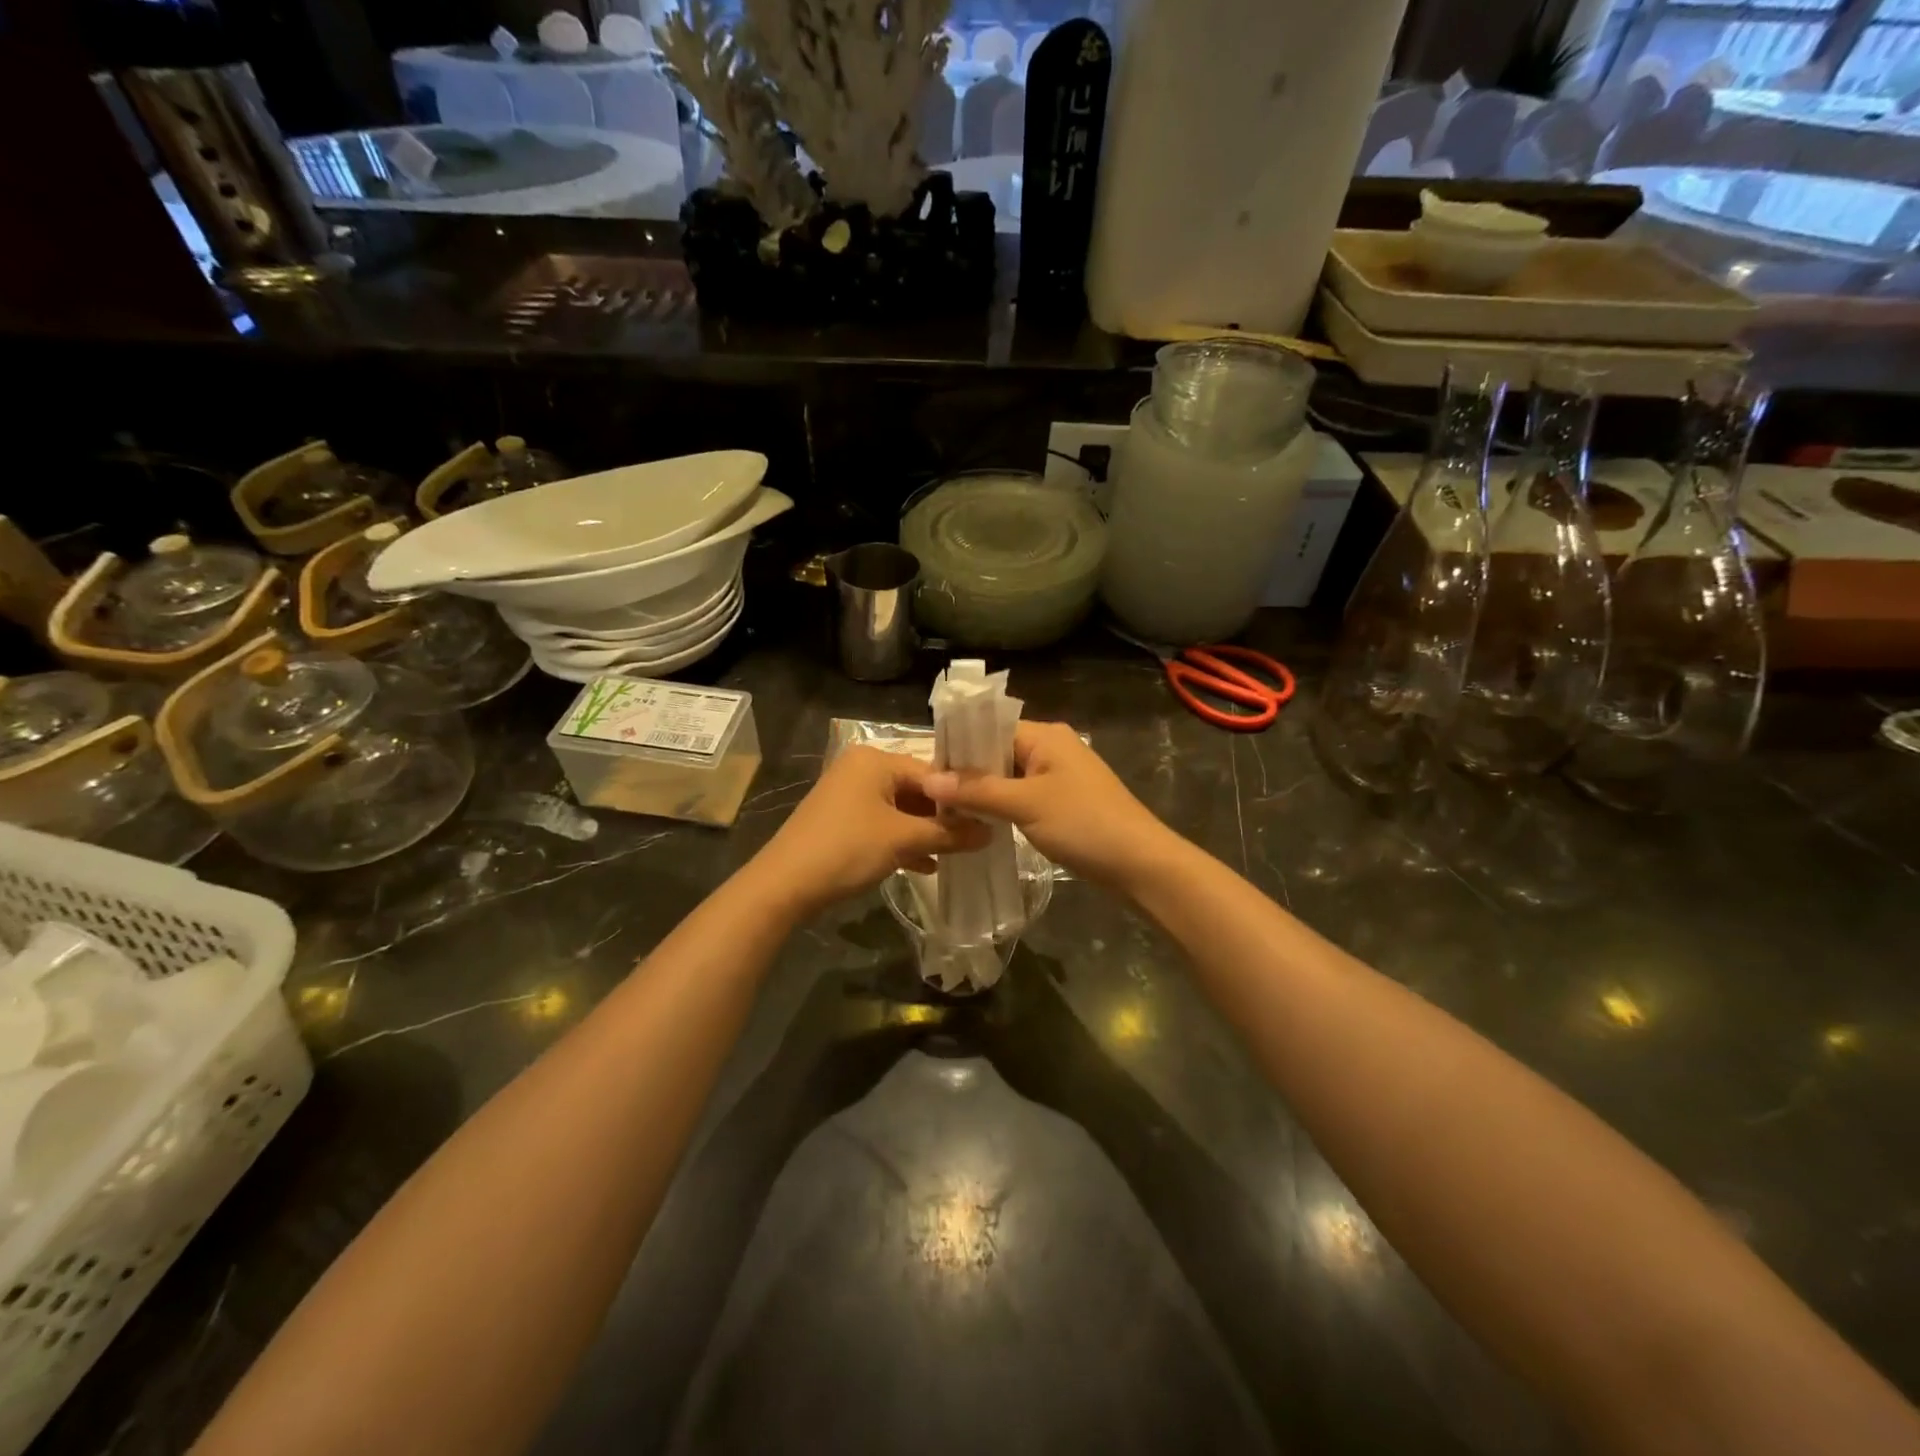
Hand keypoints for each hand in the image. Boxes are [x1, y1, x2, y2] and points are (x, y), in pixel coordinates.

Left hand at [752, 747, 988, 915]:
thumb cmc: (848, 849)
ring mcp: (848, 794)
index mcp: (875, 759)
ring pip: (900, 810)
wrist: (784, 885)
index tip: (989, 819)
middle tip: (976, 838)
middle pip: (916, 790)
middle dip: (943, 818)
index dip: (961, 798)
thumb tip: (990, 832)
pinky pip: (882, 824)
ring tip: (957, 854)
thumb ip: (949, 833)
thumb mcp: (904, 840)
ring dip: (925, 832)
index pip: (932, 773)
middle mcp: (861, 768)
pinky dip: (903, 841)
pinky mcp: (841, 820)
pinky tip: (926, 865)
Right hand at [922, 722, 1178, 890]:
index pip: (988, 729)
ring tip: (945, 812)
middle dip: (965, 774)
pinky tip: (977, 823)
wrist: (1140, 864)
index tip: (924, 773)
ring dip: (981, 793)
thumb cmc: (1084, 824)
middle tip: (928, 798)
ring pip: (1007, 777)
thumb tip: (928, 779)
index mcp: (1045, 735)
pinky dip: (1000, 807)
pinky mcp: (1062, 802)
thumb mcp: (1025, 804)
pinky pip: (1021, 796)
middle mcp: (1051, 748)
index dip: (957, 749)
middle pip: (996, 753)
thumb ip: (977, 790)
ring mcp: (1058, 776)